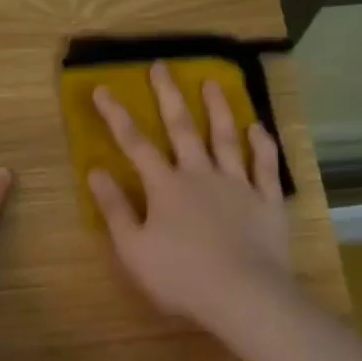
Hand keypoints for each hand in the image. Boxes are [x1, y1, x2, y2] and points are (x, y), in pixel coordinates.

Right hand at [89, 63, 293, 328]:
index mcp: (165, 186)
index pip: (135, 144)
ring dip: (218, 108)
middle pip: (182, 128)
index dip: (116, 116)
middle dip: (168, 96)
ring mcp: (237, 185)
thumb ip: (114, 209)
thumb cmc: (180, 276)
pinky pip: (265, 166)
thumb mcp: (133, 249)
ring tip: (213, 82)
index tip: (103, 88)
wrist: (242, 295)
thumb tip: (95, 172)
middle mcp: (201, 175)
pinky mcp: (266, 201)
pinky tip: (259, 127)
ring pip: (226, 138)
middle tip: (161, 65)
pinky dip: (262, 145)